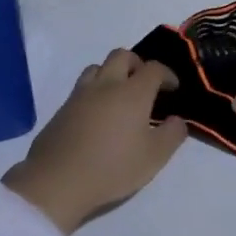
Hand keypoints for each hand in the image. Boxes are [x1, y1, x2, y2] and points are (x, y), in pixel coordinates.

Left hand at [3, 50, 186, 233]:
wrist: (58, 180)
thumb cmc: (113, 167)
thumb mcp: (154, 157)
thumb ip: (172, 134)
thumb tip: (176, 120)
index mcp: (132, 93)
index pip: (153, 68)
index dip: (167, 74)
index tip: (172, 88)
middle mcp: (106, 84)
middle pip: (122, 55)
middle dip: (138, 64)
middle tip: (145, 84)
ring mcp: (80, 94)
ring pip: (98, 66)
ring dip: (112, 73)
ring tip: (119, 95)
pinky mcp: (62, 108)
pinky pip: (82, 86)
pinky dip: (95, 90)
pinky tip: (98, 113)